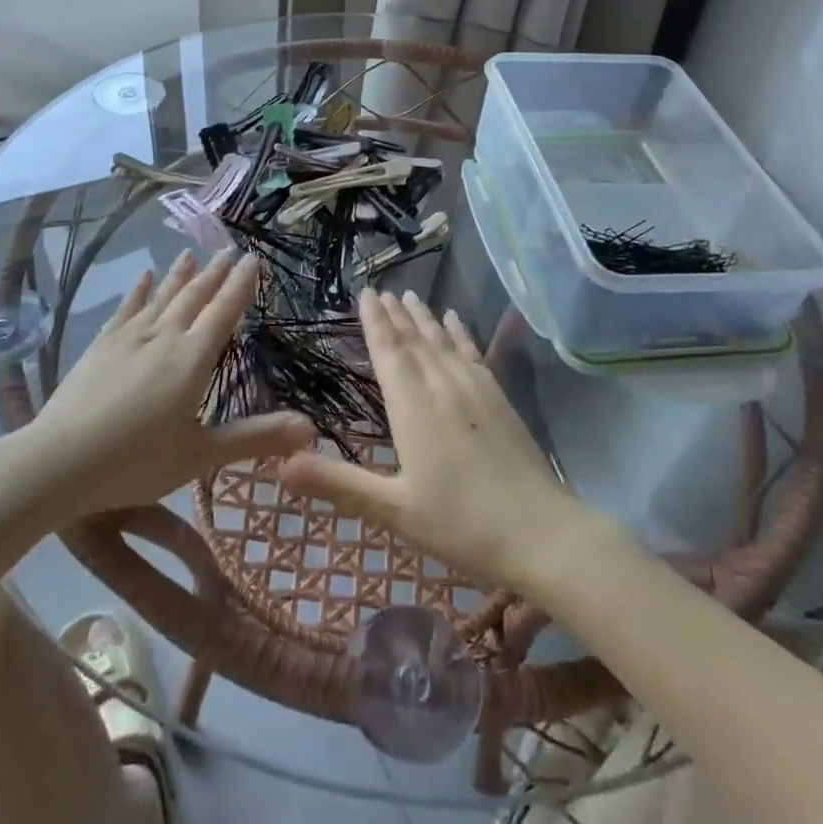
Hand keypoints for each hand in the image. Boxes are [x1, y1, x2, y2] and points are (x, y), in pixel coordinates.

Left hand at [27, 250, 315, 520]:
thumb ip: (255, 438)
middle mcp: (164, 337)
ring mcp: (129, 338)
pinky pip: (126, 309)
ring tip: (190, 253)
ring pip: (162, 297)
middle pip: (195, 297)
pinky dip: (139, 291)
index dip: (240, 285)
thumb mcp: (201, 455)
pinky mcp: (101, 345)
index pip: (224, 312)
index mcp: (193, 359)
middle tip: (228, 250)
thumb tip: (312, 428)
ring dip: (179, 275)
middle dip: (214, 273)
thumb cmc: (135, 461)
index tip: (252, 259)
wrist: (59, 461)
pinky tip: (143, 277)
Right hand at [279, 288, 590, 591]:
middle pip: (415, 341)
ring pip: (443, 343)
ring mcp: (476, 390)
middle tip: (382, 289)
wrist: (542, 533)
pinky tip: (456, 322)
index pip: (389, 353)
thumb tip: (280, 464)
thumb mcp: (393, 510)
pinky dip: (461, 334)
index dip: (375, 323)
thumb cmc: (461, 524)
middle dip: (396, 314)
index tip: (366, 294)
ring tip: (412, 295)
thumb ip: (338, 484)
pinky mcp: (500, 399)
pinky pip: (474, 354)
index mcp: (413, 408)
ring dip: (425, 318)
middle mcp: (443, 387)